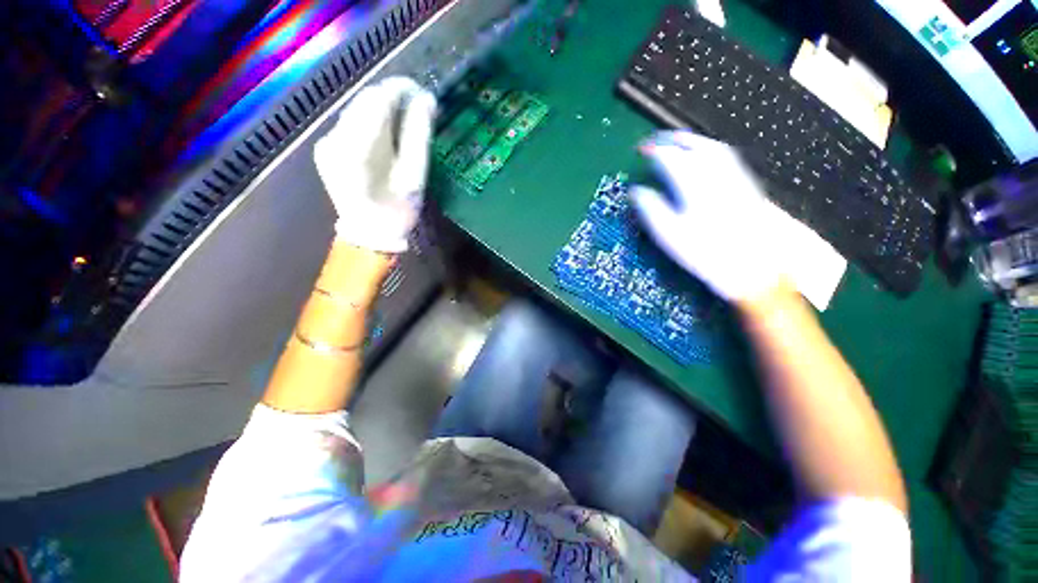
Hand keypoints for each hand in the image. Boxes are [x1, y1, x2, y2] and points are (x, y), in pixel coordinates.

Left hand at [314, 77, 436, 252]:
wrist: (370, 236)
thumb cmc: (397, 212)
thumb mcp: (414, 177)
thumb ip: (418, 136)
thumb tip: (427, 100)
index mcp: (357, 148)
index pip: (377, 100)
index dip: (401, 89)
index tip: (423, 93)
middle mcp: (335, 138)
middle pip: (364, 101)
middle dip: (392, 98)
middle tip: (418, 106)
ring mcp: (327, 143)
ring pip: (357, 110)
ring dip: (382, 109)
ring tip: (406, 118)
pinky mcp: (327, 149)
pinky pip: (351, 124)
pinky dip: (371, 122)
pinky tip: (387, 134)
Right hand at [630, 130, 787, 301]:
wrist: (755, 268)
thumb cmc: (707, 254)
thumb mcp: (671, 236)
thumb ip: (652, 210)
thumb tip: (637, 192)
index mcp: (694, 187)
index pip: (671, 159)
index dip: (654, 151)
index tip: (641, 150)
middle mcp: (717, 176)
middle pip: (695, 146)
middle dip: (674, 139)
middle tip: (659, 139)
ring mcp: (735, 180)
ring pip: (714, 149)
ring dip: (694, 141)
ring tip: (680, 141)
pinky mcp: (747, 187)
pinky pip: (727, 158)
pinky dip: (711, 150)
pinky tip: (707, 157)